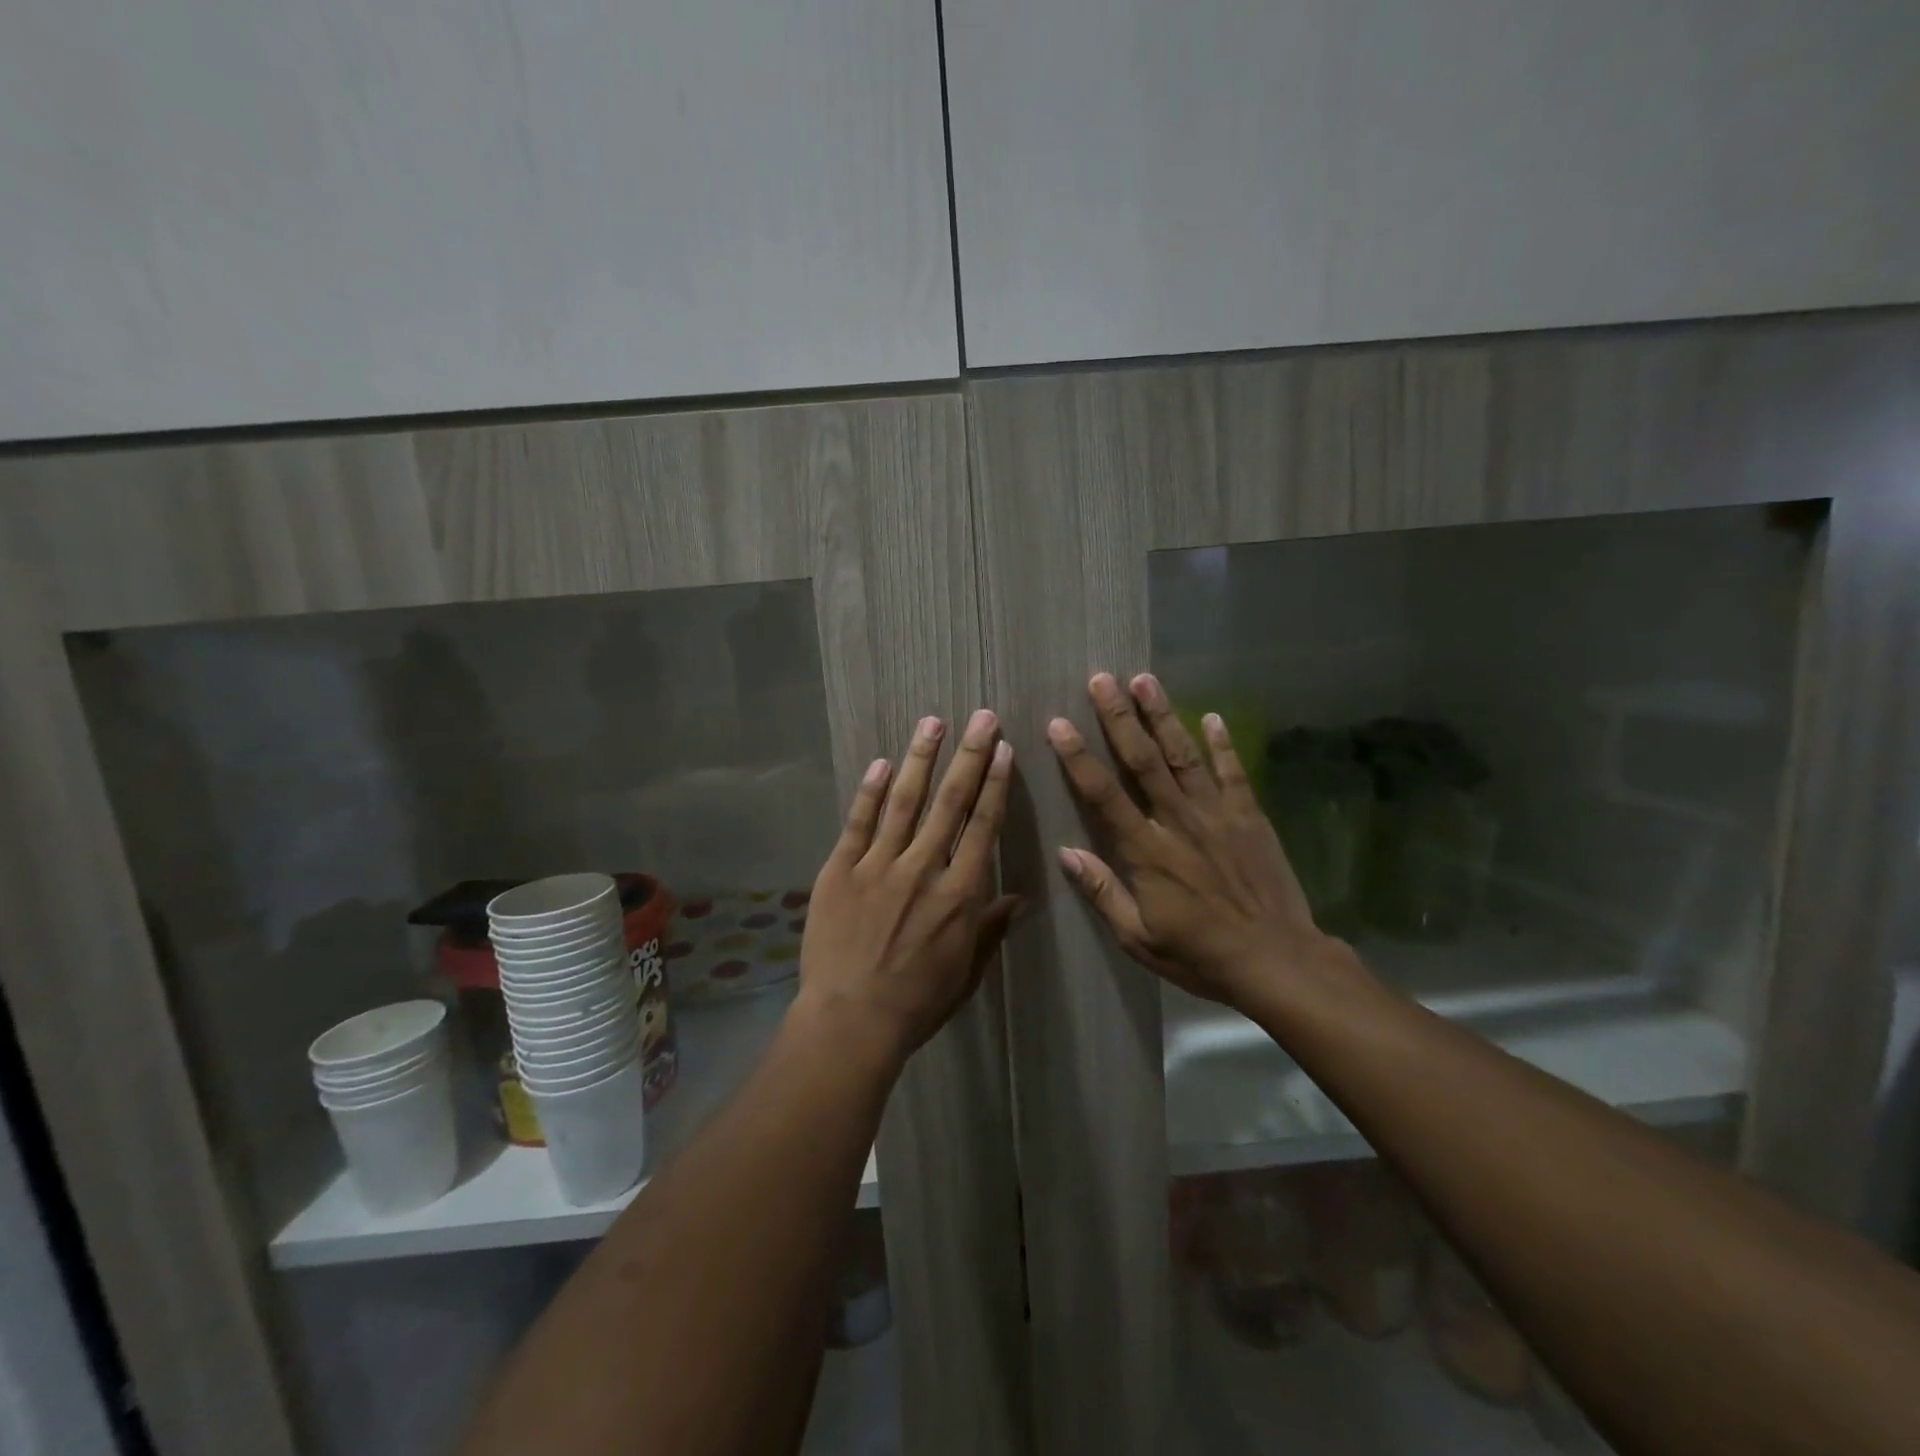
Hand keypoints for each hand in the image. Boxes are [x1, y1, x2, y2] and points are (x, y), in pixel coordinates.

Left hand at [798, 710, 1019, 1063]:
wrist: (851, 1020)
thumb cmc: (917, 1002)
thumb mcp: (967, 971)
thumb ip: (991, 929)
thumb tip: (1019, 898)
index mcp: (960, 893)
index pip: (983, 826)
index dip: (996, 785)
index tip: (1004, 750)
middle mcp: (924, 868)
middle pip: (951, 802)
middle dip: (969, 755)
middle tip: (981, 717)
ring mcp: (879, 865)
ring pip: (905, 801)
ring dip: (921, 759)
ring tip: (933, 721)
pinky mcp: (841, 870)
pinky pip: (859, 823)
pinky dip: (871, 791)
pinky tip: (882, 762)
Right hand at [1049, 673, 1348, 1014]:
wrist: (1278, 962)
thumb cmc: (1200, 955)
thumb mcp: (1138, 938)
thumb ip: (1102, 891)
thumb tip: (1065, 853)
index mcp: (1147, 852)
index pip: (1104, 794)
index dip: (1079, 757)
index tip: (1059, 723)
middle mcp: (1179, 822)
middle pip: (1143, 760)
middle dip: (1119, 717)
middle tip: (1101, 679)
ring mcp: (1218, 815)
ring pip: (1185, 755)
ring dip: (1163, 716)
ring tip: (1144, 680)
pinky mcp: (1249, 817)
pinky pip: (1233, 773)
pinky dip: (1223, 744)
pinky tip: (1213, 717)